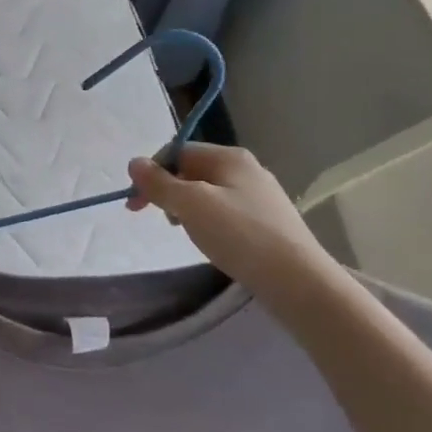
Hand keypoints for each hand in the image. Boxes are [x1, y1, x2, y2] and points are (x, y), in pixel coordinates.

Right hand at [126, 144, 339, 306]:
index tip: (137, 204)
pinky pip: (224, 212)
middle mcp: (246, 169)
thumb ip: (159, 183)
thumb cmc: (239, 234)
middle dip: (169, 192)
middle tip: (162, 220)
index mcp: (229, 157)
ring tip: (188, 233)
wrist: (297, 280)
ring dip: (187, 209)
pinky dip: (208, 222)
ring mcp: (259, 195)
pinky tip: (212, 241)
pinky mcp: (266, 221)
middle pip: (192, 171)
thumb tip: (134, 163)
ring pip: (207, 193)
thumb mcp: (191, 204)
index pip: (178, 151)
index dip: (152, 173)